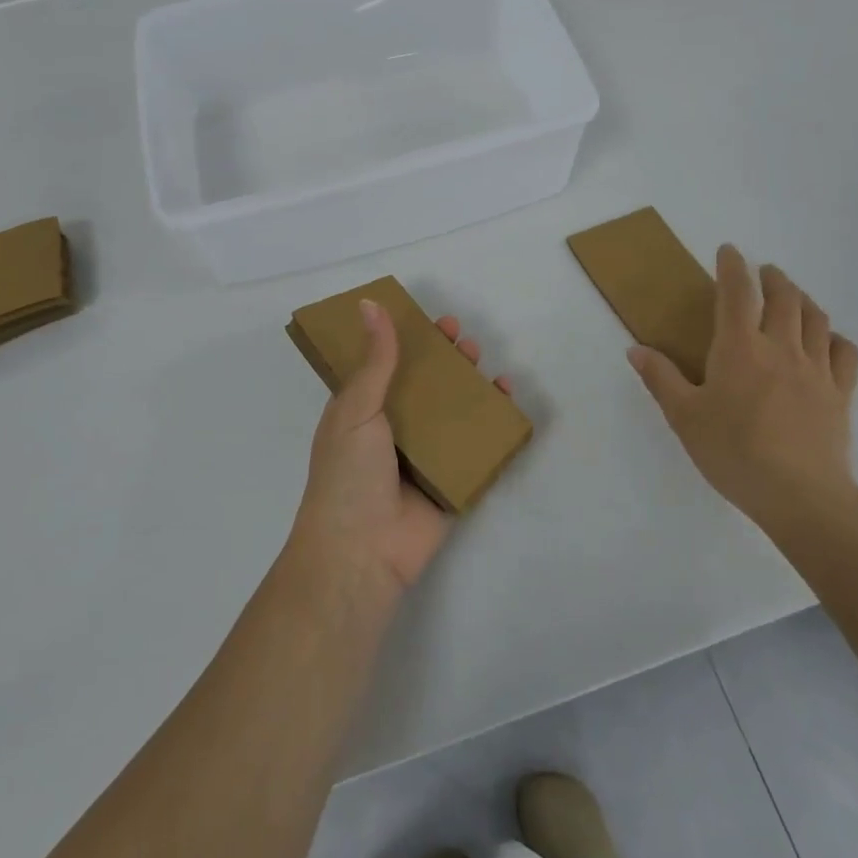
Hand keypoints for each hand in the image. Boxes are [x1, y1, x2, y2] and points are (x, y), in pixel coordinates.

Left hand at [290, 301, 514, 600]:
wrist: (361, 553)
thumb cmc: (348, 475)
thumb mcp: (356, 408)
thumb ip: (374, 360)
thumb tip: (369, 304)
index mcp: (364, 412)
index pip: (389, 366)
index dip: (410, 342)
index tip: (433, 321)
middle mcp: (394, 431)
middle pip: (426, 386)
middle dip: (446, 360)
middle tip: (463, 339)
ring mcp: (424, 457)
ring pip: (454, 413)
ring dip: (471, 386)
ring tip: (486, 364)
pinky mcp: (451, 481)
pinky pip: (476, 447)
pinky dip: (494, 425)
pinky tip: (508, 400)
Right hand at [628, 247, 857, 534]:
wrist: (801, 496)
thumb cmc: (734, 452)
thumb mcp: (684, 417)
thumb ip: (661, 378)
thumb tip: (635, 349)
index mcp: (740, 348)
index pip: (737, 292)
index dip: (733, 266)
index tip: (729, 250)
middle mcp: (781, 347)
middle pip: (784, 297)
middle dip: (772, 277)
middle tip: (763, 272)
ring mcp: (816, 369)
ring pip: (816, 317)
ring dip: (802, 298)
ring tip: (792, 296)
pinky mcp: (840, 393)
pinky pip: (845, 352)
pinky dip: (835, 336)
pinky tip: (828, 340)